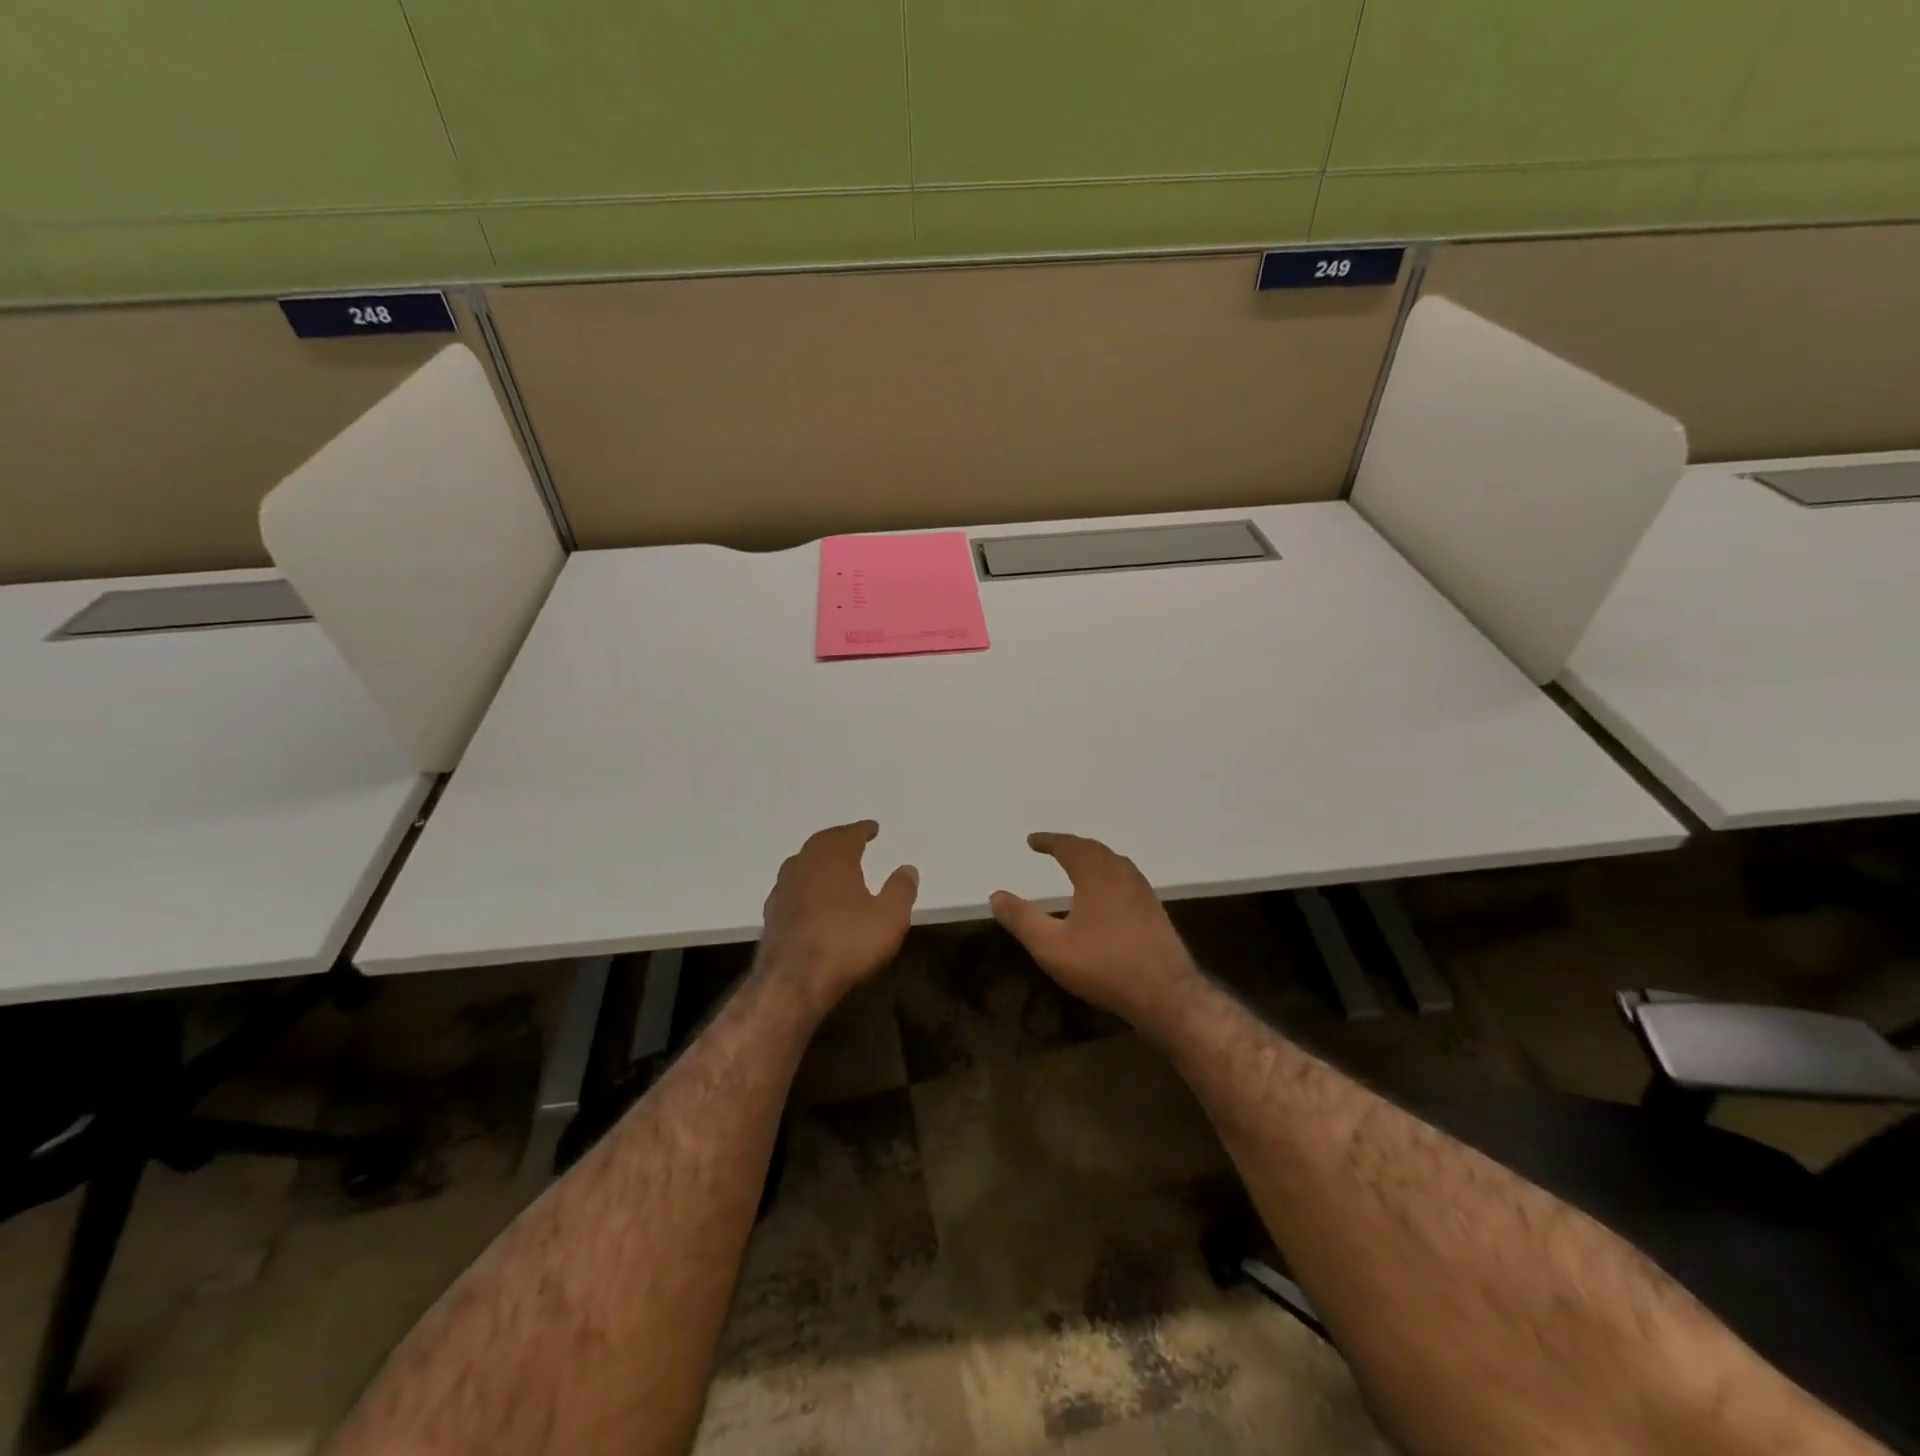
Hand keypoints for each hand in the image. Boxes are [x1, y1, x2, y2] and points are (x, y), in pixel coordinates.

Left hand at [758, 821, 917, 1016]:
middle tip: (852, 840)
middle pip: (821, 844)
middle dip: (838, 839)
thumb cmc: (847, 943)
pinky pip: (792, 887)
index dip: (862, 830)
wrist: (792, 983)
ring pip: (802, 863)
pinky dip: (805, 884)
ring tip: (833, 866)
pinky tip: (812, 897)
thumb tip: (907, 868)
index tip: (872, 828)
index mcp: (833, 859)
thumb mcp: (889, 918)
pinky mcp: (771, 915)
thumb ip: (900, 890)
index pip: (848, 834)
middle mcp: (804, 865)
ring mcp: (783, 889)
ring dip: (818, 860)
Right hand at [990, 832, 1199, 1027]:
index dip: (1049, 841)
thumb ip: (1022, 919)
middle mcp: (1122, 874)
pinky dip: (1107, 876)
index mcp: (1096, 874)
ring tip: (1075, 866)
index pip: (1069, 846)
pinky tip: (1104, 896)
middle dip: (1071, 846)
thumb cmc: (1104, 965)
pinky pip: (1125, 879)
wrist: (1166, 994)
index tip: (1033, 840)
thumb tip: (996, 895)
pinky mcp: (1154, 911)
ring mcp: (1143, 892)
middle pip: (1094, 850)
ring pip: (1113, 863)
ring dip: (1092, 859)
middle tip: (1053, 848)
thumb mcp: (1051, 946)